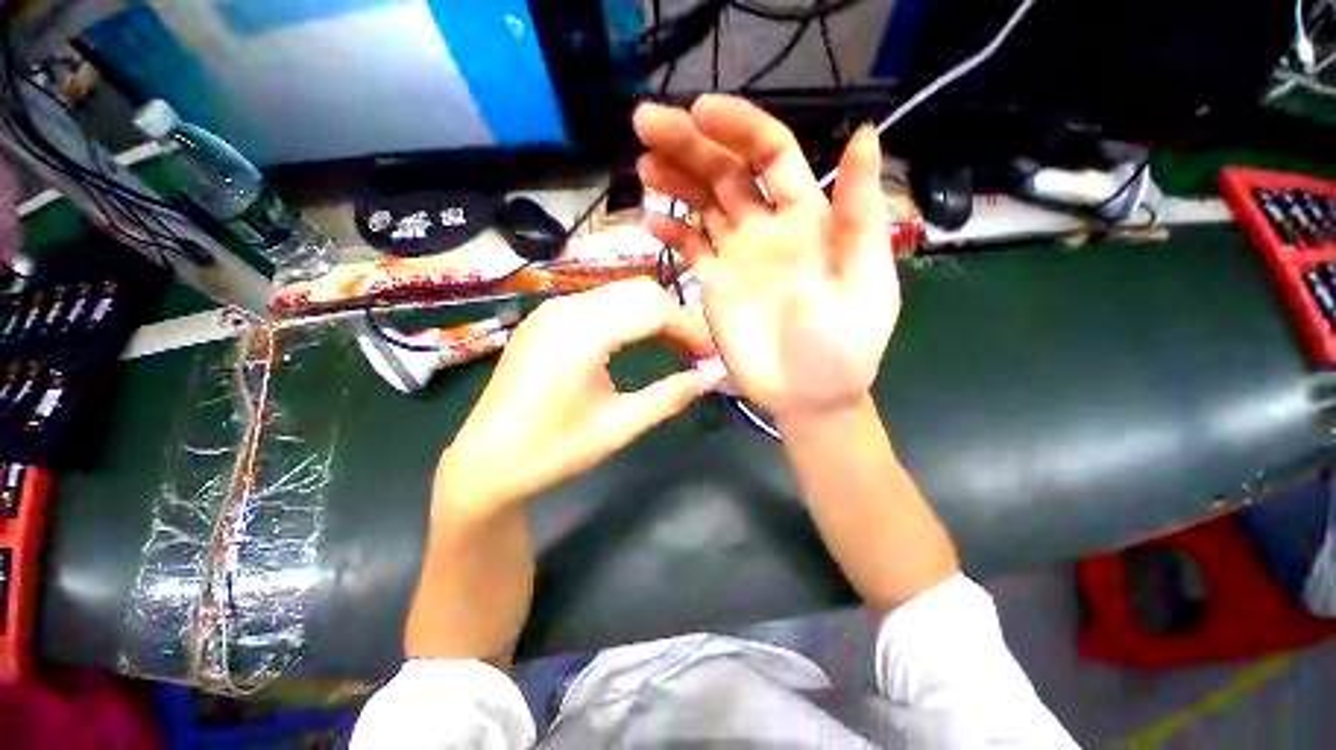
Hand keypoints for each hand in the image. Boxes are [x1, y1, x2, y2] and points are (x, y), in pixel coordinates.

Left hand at [435, 278, 721, 517]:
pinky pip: (600, 303)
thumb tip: (713, 377)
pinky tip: (639, 341)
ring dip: (653, 315)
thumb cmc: (553, 451)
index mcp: (581, 333)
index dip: (689, 328)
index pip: (653, 307)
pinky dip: (629, 317)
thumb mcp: (618, 427)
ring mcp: (552, 310)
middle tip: (695, 352)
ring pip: (620, 293)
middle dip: (675, 317)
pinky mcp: (546, 319)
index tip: (710, 355)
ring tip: (675, 347)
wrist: (486, 462)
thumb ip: (670, 397)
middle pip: (639, 290)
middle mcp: (565, 308)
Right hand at [633, 95, 897, 422]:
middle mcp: (768, 228)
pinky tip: (650, 219)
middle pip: (726, 173)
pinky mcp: (716, 284)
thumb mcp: (862, 278)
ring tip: (643, 165)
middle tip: (645, 124)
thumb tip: (863, 133)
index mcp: (807, 218)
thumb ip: (859, 212)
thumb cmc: (842, 345)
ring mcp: (738, 257)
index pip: (771, 154)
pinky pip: (690, 248)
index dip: (738, 128)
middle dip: (689, 144)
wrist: (808, 396)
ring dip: (674, 180)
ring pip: (702, 205)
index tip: (699, 112)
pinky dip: (671, 231)